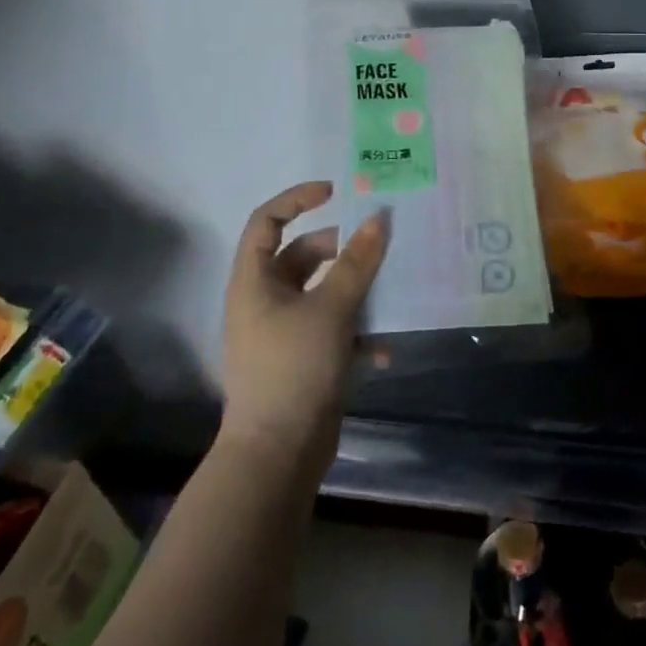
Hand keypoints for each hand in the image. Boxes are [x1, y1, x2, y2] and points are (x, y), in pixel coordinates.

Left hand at [218, 181, 387, 454]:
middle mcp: (264, 300)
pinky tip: (381, 353)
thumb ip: (357, 263)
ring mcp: (281, 331)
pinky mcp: (301, 359)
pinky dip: (355, 334)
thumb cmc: (295, 368)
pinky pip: (331, 329)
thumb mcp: (331, 309)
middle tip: (379, 246)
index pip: (267, 221)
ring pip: (323, 293)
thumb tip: (378, 219)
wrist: (278, 452)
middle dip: (343, 250)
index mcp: (254, 281)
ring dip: (357, 293)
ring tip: (390, 294)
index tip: (338, 193)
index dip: (298, 199)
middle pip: (303, 256)